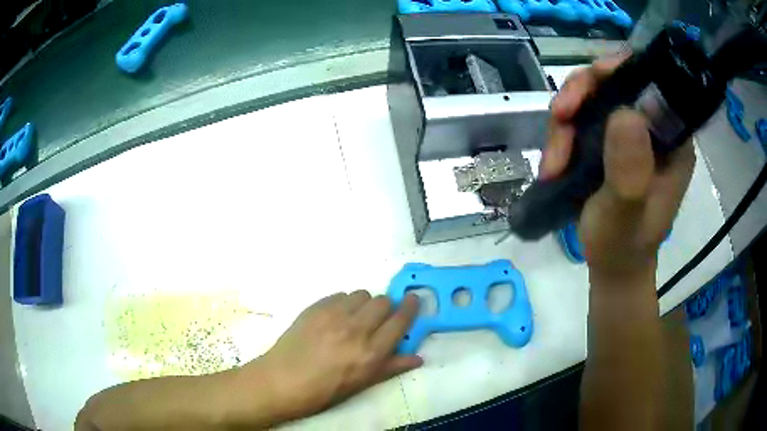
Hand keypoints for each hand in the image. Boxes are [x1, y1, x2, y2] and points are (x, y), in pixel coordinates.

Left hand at [237, 291, 421, 423]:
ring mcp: (334, 315)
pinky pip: (340, 295)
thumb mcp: (362, 384)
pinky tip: (335, 318)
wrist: (282, 381)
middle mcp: (356, 329)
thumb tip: (418, 357)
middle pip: (383, 301)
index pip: (401, 320)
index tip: (414, 300)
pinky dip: (344, 303)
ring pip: (362, 294)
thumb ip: (392, 367)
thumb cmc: (324, 390)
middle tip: (378, 319)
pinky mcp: (315, 307)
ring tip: (355, 318)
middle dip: (386, 307)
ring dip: (364, 304)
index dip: (411, 307)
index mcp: (371, 352)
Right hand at [541, 55, 695, 277]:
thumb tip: (624, 113)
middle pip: (614, 81)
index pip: (650, 82)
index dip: (619, 70)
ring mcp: (629, 132)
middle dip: (582, 95)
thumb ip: (630, 171)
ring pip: (591, 97)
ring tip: (554, 162)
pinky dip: (562, 135)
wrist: (610, 265)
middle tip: (560, 118)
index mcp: (673, 139)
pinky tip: (554, 164)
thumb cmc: (623, 246)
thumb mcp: (626, 214)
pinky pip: (581, 117)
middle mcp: (653, 127)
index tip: (591, 82)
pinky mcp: (608, 140)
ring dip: (566, 121)